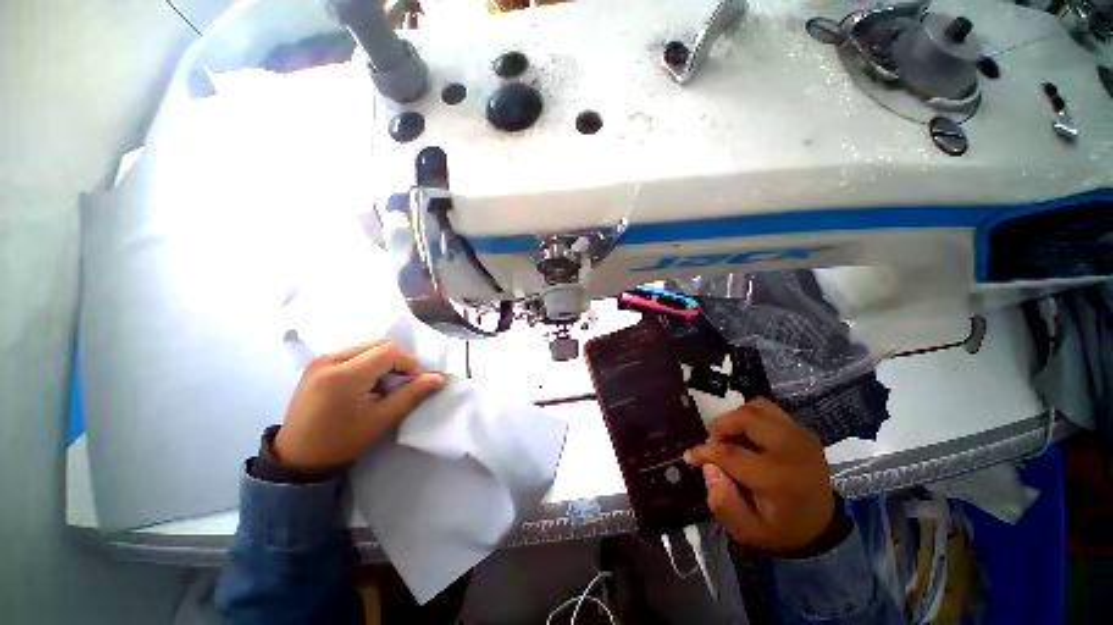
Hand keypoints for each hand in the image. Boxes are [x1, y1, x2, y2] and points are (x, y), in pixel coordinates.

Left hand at [273, 340, 444, 472]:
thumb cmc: (342, 442)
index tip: (416, 382)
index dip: (410, 363)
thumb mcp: (382, 420)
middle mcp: (329, 359)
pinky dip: (370, 361)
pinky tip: (369, 381)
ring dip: (385, 360)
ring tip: (387, 383)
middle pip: (379, 344)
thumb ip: (412, 395)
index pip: (389, 351)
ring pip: (368, 346)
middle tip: (404, 382)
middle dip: (399, 360)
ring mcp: (321, 359)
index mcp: (344, 374)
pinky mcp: (317, 364)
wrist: (297, 458)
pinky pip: (354, 352)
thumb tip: (439, 378)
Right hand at [684, 398, 834, 554]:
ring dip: (735, 418)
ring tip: (729, 437)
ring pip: (756, 407)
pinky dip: (750, 416)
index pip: (729, 453)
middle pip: (744, 418)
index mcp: (779, 479)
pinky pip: (767, 409)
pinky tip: (746, 434)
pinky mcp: (802, 429)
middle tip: (713, 443)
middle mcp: (792, 449)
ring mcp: (801, 435)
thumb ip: (723, 502)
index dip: (705, 452)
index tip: (691, 456)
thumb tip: (709, 467)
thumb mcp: (747, 531)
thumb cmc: (780, 529)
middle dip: (720, 427)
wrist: (821, 526)